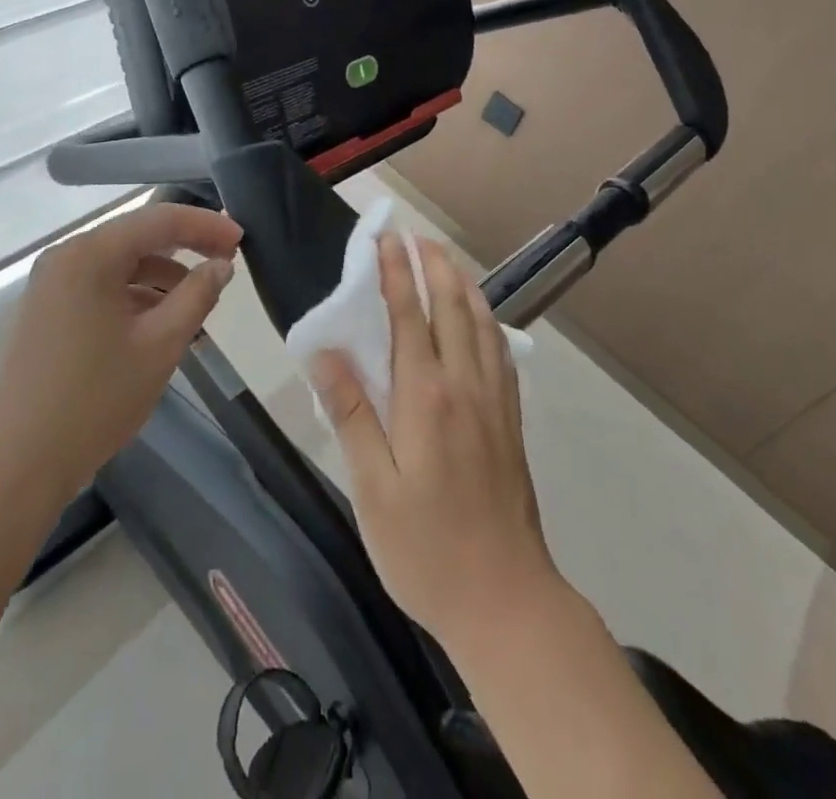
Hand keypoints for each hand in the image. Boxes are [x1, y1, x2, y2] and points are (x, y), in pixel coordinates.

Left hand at [0, 201, 242, 501]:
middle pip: (137, 236)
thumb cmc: (94, 400)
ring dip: (161, 274)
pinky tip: (159, 322)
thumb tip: (221, 264)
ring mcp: (51, 284)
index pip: (159, 219)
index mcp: (90, 255)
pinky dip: (134, 295)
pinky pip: (100, 286)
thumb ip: (197, 296)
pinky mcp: (46, 310)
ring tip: (198, 299)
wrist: (16, 465)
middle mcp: (66, 257)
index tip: (241, 238)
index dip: (205, 225)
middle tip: (226, 261)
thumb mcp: (160, 345)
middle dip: (185, 246)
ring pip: (119, 263)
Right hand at [314, 235, 562, 655]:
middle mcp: (465, 385)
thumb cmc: (426, 550)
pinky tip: (481, 318)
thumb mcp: (373, 489)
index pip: (409, 315)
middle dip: (434, 264)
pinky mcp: (510, 420)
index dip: (396, 271)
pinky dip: (487, 318)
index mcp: (426, 397)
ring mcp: (495, 401)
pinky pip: (499, 350)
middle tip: (416, 235)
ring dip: (462, 284)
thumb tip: (325, 354)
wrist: (507, 601)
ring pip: (482, 323)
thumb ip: (351, 415)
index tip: (385, 236)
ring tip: (445, 260)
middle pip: (452, 307)